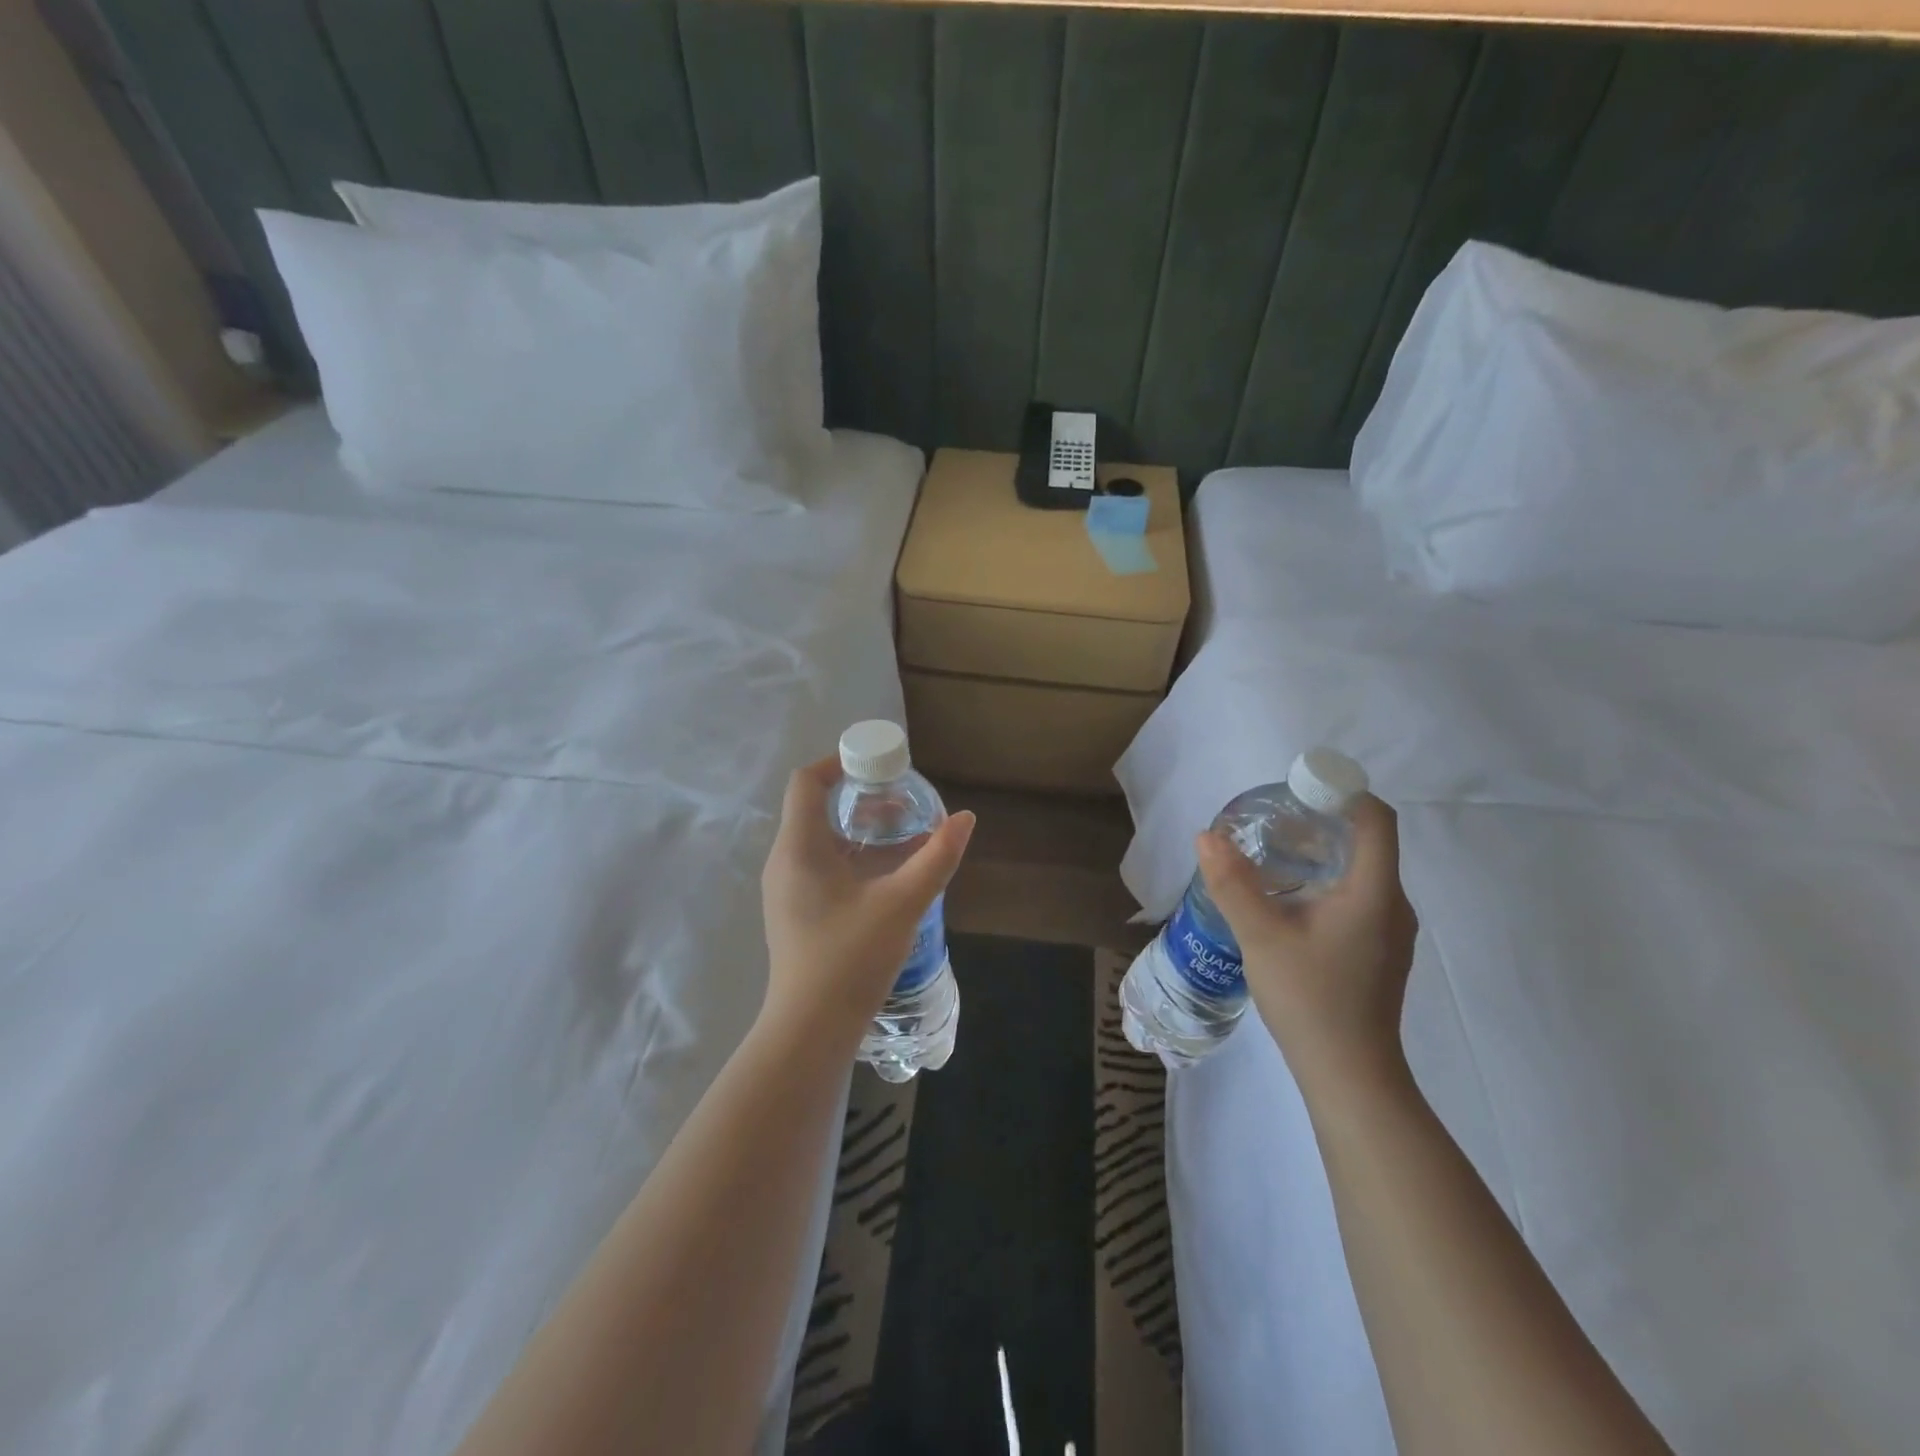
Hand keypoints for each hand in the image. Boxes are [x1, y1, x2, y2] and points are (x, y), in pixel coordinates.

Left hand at [760, 756, 974, 1044]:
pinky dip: (856, 858)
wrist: (811, 1030)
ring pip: (823, 840)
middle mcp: (786, 861)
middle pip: (817, 808)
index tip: (880, 766)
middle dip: (861, 798)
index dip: (840, 762)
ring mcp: (788, 889)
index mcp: (799, 847)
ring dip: (862, 831)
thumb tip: (966, 819)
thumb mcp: (902, 903)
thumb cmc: (850, 958)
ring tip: (905, 833)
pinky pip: (824, 867)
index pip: (806, 781)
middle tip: (904, 801)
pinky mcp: (798, 912)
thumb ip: (936, 858)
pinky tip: (891, 874)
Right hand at [1195, 793, 1417, 1094]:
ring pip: (1359, 871)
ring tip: (1270, 854)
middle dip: (1319, 822)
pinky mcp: (1377, 950)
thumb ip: (1232, 883)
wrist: (1349, 1075)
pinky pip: (1356, 897)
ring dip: (1319, 853)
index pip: (1376, 819)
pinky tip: (1286, 899)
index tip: (1295, 790)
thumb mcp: (1261, 936)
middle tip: (1269, 822)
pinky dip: (1324, 882)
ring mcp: (1389, 931)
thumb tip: (1206, 835)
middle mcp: (1392, 904)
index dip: (1341, 792)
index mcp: (1374, 892)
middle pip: (1366, 841)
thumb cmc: (1310, 999)